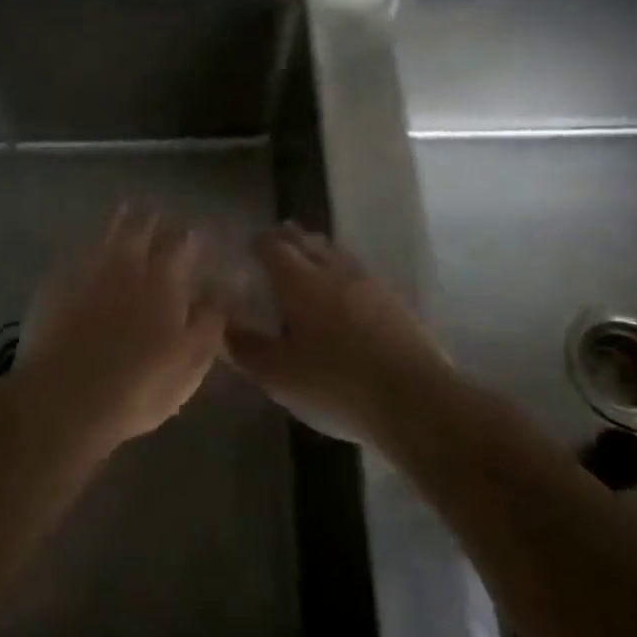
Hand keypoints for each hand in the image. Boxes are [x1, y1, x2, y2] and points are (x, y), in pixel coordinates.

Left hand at [21, 205, 226, 450]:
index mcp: (165, 281)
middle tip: (160, 215)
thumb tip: (225, 287)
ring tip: (125, 210)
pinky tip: (85, 250)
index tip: (198, 232)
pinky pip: (75, 255)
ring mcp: (88, 272)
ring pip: (106, 235)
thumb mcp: (191, 361)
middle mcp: (127, 266)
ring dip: (118, 221)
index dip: (193, 237)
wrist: (64, 400)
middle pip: (143, 231)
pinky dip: (85, 247)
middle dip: (154, 221)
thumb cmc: (140, 386)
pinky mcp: (55, 287)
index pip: (184, 245)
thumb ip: (211, 319)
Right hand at [227, 223, 452, 441]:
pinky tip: (346, 288)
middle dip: (289, 238)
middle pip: (308, 242)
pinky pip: (360, 273)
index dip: (259, 242)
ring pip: (336, 254)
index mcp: (299, 281)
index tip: (249, 243)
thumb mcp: (278, 375)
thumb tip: (223, 325)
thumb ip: (246, 348)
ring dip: (319, 250)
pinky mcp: (394, 301)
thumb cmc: (334, 383)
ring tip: (310, 255)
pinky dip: (343, 271)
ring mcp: (368, 283)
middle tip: (277, 240)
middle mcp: (333, 270)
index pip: (273, 247)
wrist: (413, 398)